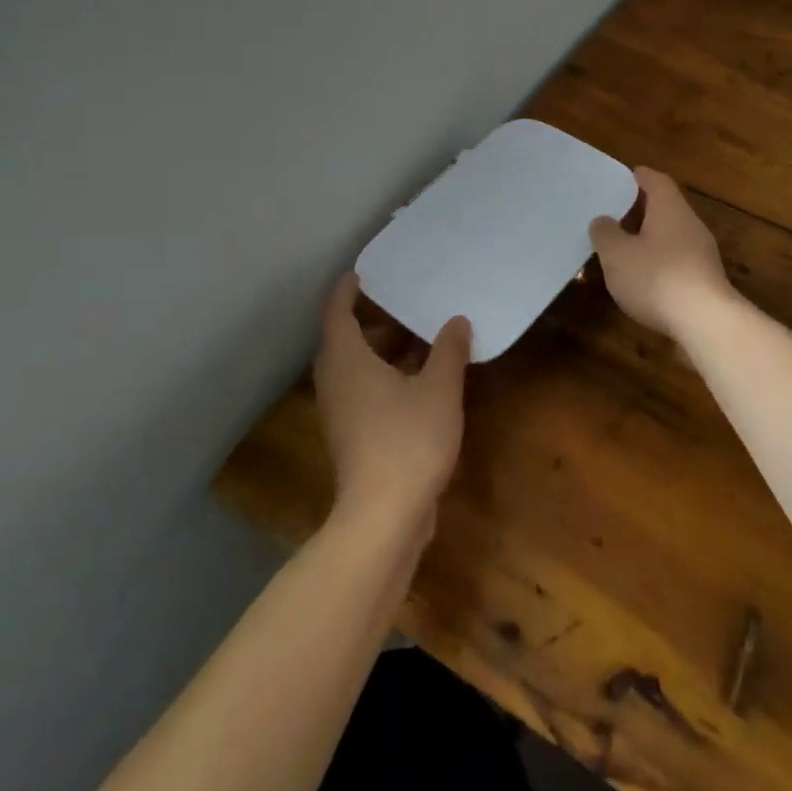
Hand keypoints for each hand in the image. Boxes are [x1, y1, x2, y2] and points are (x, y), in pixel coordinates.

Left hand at [313, 273, 470, 531]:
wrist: (383, 517)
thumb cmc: (408, 440)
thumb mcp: (439, 389)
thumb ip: (448, 351)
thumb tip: (456, 321)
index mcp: (347, 362)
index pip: (337, 314)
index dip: (346, 291)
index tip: (360, 273)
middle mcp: (335, 383)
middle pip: (342, 341)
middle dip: (367, 320)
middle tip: (396, 300)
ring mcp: (340, 414)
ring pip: (353, 369)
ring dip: (378, 350)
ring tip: (413, 336)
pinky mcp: (351, 438)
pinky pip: (362, 391)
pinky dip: (382, 375)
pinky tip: (415, 380)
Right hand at [589, 167, 735, 339]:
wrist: (706, 321)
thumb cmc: (657, 278)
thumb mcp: (617, 255)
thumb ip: (605, 233)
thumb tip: (603, 220)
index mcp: (670, 208)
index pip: (656, 181)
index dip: (640, 177)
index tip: (624, 176)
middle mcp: (690, 224)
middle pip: (667, 207)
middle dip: (643, 209)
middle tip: (617, 213)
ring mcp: (703, 253)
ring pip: (673, 235)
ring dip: (651, 237)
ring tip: (625, 247)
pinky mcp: (706, 279)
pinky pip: (679, 260)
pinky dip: (661, 261)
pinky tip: (645, 278)